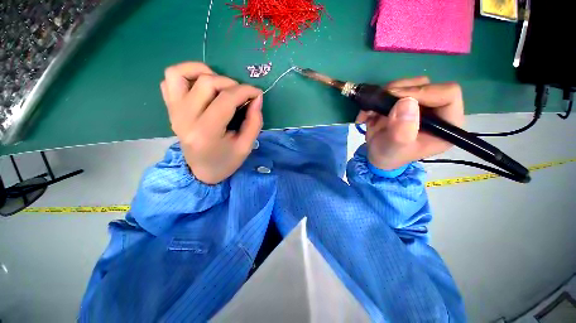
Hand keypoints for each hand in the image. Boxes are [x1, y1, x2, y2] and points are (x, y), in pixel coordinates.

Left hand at [160, 62, 262, 184]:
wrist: (201, 171)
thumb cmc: (226, 161)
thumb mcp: (246, 146)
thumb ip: (254, 122)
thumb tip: (256, 97)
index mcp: (206, 133)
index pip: (226, 100)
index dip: (245, 91)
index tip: (257, 93)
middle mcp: (185, 118)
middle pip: (206, 83)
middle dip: (231, 83)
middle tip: (242, 95)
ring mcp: (174, 111)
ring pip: (181, 73)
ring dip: (205, 72)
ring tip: (221, 85)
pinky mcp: (170, 108)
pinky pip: (170, 79)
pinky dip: (187, 74)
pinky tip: (202, 85)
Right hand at [356, 77, 464, 169]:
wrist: (377, 155)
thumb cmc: (390, 156)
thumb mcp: (396, 148)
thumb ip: (402, 130)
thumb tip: (407, 102)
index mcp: (446, 124)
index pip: (448, 94)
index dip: (423, 93)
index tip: (397, 101)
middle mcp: (436, 110)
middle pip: (426, 85)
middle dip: (398, 92)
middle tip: (378, 104)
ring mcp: (419, 104)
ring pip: (409, 84)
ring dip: (385, 95)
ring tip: (370, 112)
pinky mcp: (404, 102)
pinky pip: (393, 89)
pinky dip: (376, 99)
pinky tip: (367, 113)